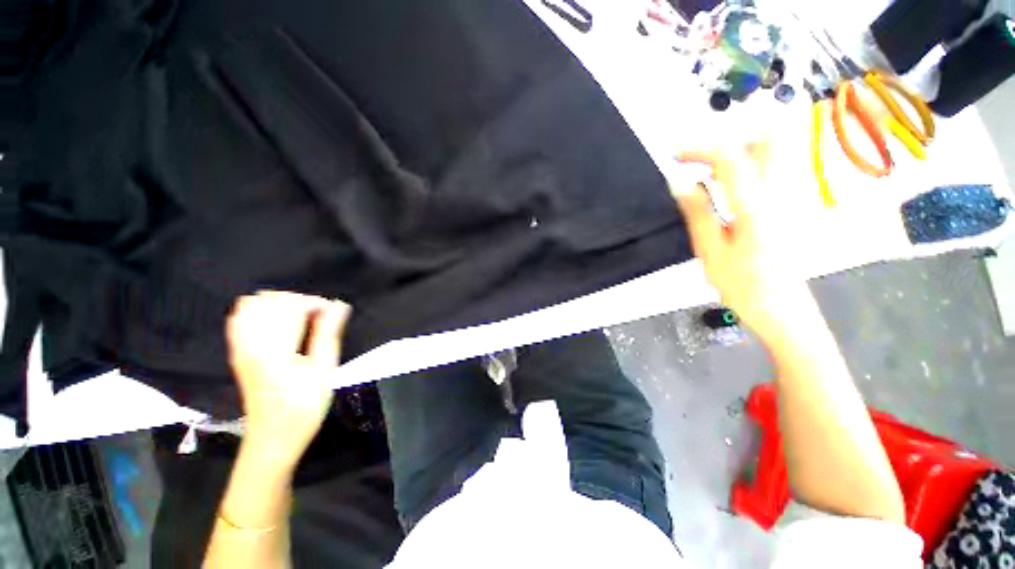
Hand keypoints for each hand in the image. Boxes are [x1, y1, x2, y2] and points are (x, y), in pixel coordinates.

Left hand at [226, 291, 350, 469]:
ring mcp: (239, 347)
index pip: (292, 305)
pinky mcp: (236, 353)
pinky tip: (276, 321)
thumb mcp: (325, 371)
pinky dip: (258, 310)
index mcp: (275, 349)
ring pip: (252, 304)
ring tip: (300, 317)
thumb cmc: (304, 407)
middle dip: (301, 301)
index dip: (318, 303)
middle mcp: (251, 343)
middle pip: (272, 300)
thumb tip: (339, 306)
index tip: (334, 314)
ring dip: (280, 303)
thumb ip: (329, 334)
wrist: (273, 438)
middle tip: (320, 317)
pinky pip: (238, 317)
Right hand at [671, 144, 811, 338]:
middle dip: (729, 142)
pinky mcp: (796, 203)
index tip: (675, 153)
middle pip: (767, 141)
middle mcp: (782, 194)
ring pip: (775, 151)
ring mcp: (795, 197)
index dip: (700, 149)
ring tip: (712, 173)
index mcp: (756, 208)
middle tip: (701, 162)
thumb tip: (680, 184)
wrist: (784, 308)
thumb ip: (698, 213)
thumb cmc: (743, 286)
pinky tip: (731, 188)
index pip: (731, 160)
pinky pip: (777, 168)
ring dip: (740, 152)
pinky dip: (751, 166)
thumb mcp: (710, 252)